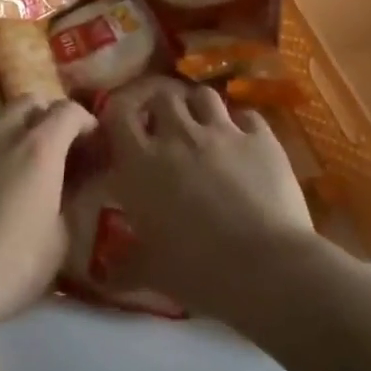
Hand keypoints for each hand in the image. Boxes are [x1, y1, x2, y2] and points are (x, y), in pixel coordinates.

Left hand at [0, 97, 97, 342]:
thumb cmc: (8, 267)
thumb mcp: (58, 242)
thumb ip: (67, 202)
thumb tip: (68, 185)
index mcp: (38, 148)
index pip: (68, 110)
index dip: (85, 121)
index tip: (93, 142)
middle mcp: (0, 134)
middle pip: (28, 102)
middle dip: (48, 116)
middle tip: (58, 148)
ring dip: (15, 129)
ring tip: (21, 163)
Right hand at [102, 78, 317, 319]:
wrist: (267, 269)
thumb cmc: (198, 271)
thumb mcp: (151, 272)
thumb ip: (123, 267)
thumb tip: (103, 275)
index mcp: (141, 162)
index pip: (117, 113)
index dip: (118, 115)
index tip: (123, 130)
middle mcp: (178, 135)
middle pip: (162, 95)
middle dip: (161, 108)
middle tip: (164, 130)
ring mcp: (223, 132)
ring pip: (204, 95)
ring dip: (198, 108)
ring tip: (202, 128)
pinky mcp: (261, 138)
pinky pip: (247, 116)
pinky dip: (241, 124)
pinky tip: (243, 142)